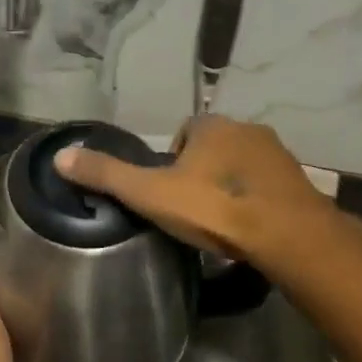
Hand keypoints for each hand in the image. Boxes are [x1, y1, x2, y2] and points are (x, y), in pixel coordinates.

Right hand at [55, 115, 336, 268]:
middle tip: (193, 210)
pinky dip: (259, 201)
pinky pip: (269, 187)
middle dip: (204, 171)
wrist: (288, 236)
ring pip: (244, 166)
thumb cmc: (214, 208)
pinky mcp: (301, 183)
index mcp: (212, 126)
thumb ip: (107, 174)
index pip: (186, 132)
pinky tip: (252, 229)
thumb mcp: (150, 193)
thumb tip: (60, 156)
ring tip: (222, 223)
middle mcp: (248, 129)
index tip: (169, 191)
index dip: (173, 158)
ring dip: (232, 186)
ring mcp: (279, 156)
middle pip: (216, 147)